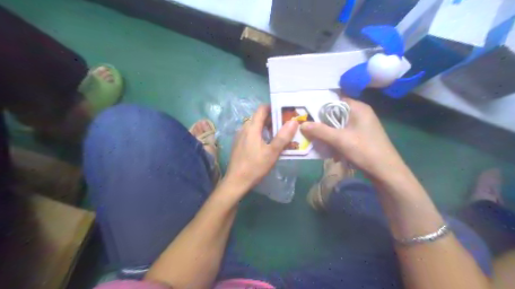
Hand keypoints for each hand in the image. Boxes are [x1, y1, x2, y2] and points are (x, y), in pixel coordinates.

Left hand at [225, 105, 297, 192]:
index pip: (262, 109)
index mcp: (252, 127)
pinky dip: (260, 133)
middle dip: (272, 118)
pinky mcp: (239, 144)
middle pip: (259, 117)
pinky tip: (267, 143)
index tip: (285, 111)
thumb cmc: (255, 166)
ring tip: (279, 133)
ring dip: (267, 127)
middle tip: (286, 123)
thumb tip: (293, 122)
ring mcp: (240, 136)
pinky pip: (251, 133)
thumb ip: (283, 137)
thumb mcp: (272, 152)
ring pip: (255, 126)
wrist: (236, 181)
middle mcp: (244, 128)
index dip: (273, 107)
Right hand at [303, 98, 406, 179]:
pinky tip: (330, 150)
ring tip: (316, 141)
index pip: (335, 100)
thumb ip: (320, 131)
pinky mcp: (361, 137)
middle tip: (308, 129)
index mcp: (358, 108)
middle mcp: (360, 113)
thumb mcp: (340, 140)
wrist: (386, 172)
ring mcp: (361, 126)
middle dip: (322, 123)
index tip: (306, 114)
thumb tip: (302, 124)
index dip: (320, 106)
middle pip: (335, 114)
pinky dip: (335, 140)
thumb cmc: (365, 151)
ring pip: (338, 125)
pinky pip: (343, 134)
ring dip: (328, 133)